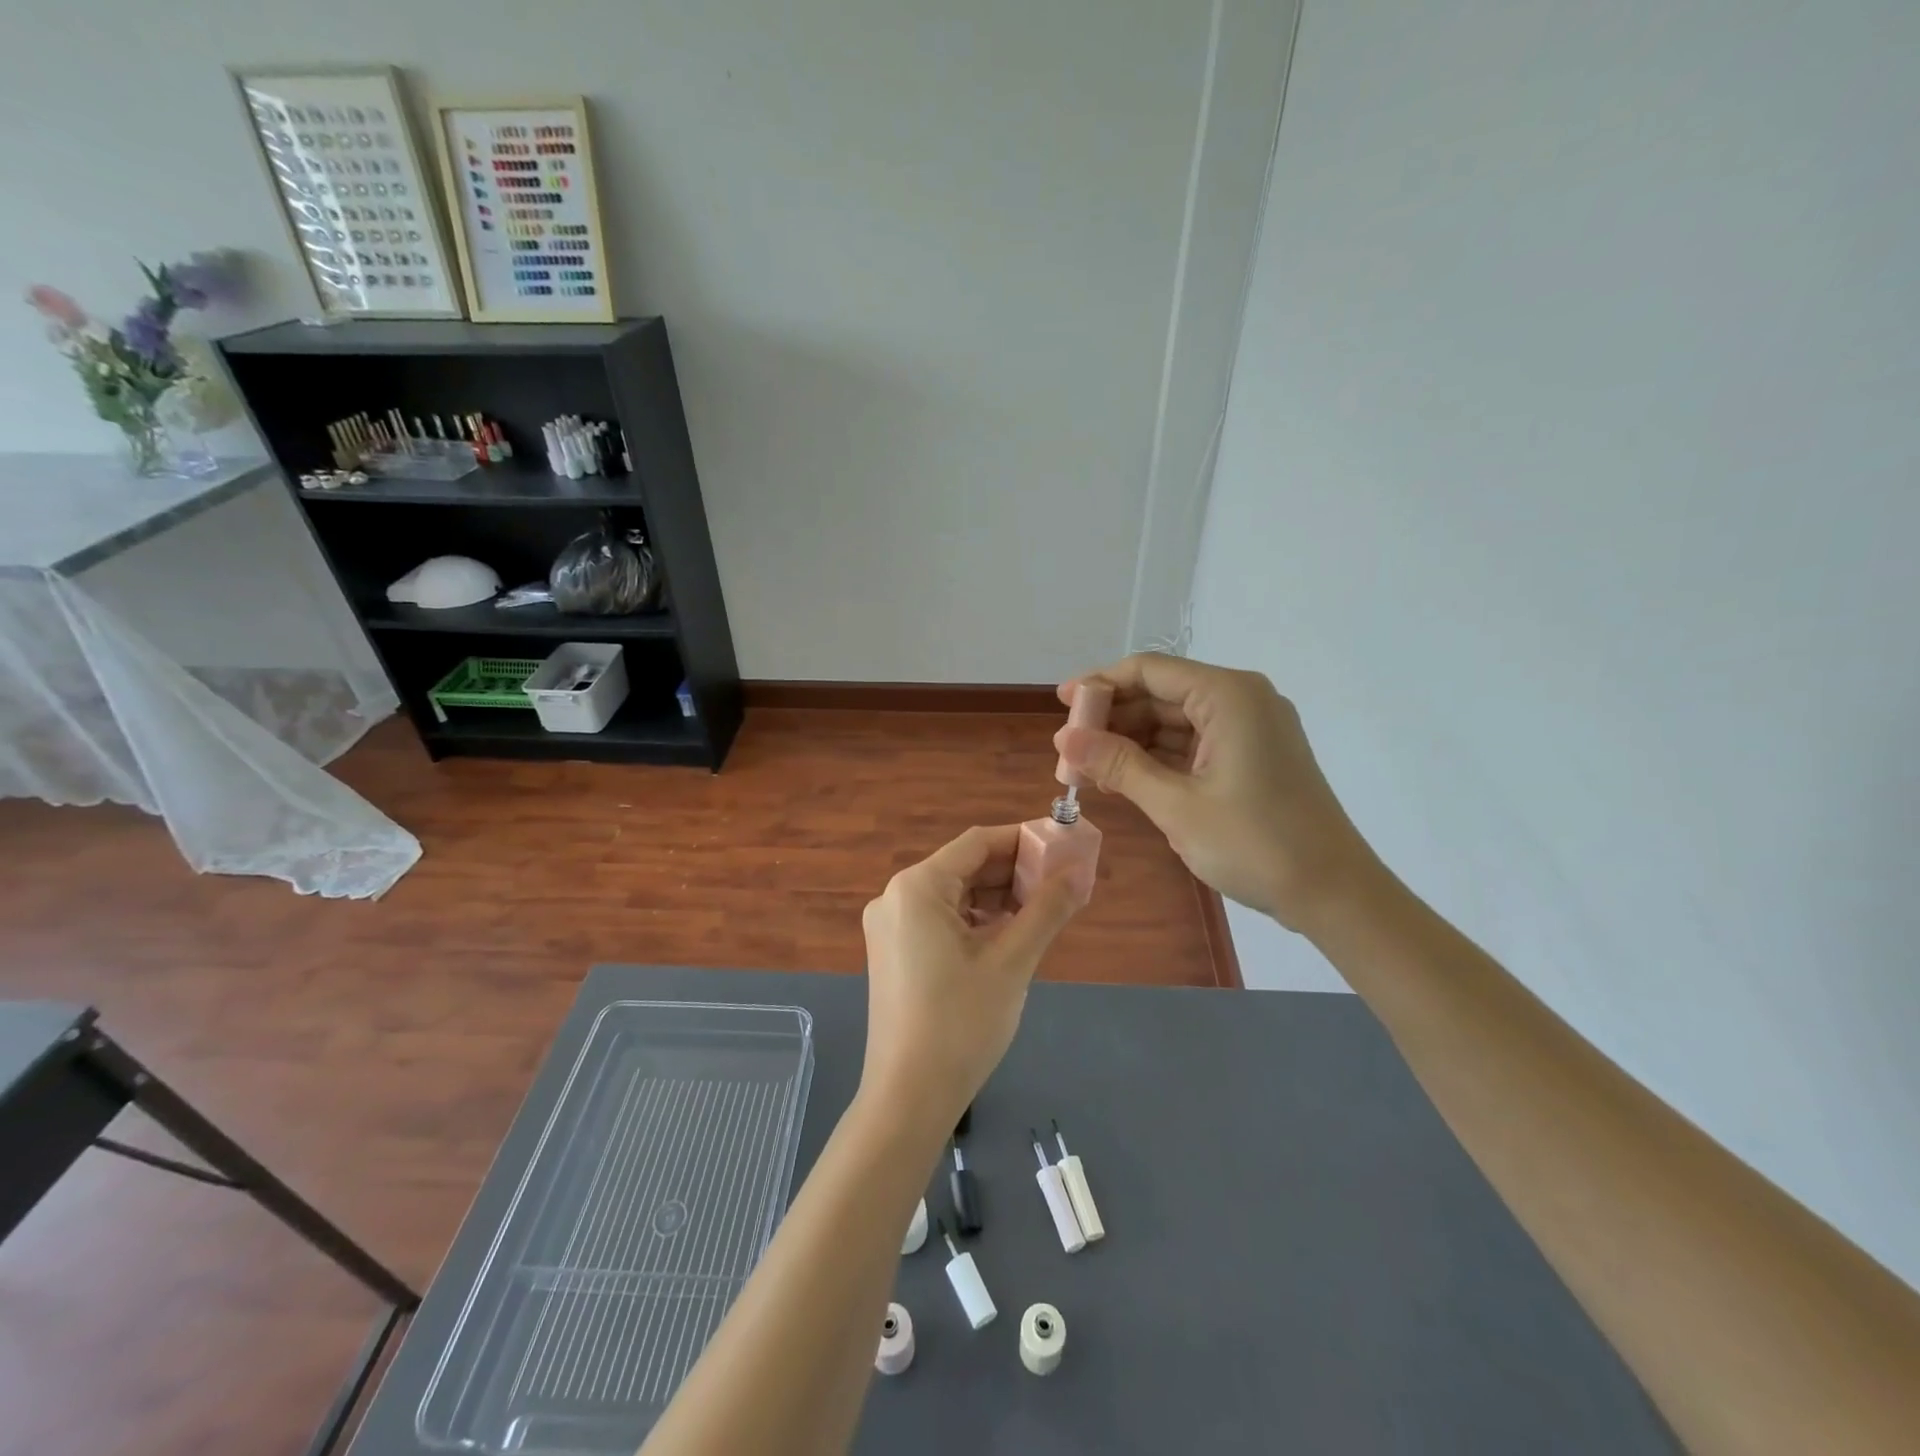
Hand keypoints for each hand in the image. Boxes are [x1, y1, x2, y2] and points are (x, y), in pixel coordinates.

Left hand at [860, 825, 1080, 1132]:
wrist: (908, 1097)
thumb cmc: (961, 1023)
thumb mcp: (1012, 962)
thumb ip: (1047, 909)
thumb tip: (1079, 872)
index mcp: (917, 888)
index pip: (978, 843)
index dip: (1024, 839)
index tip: (1064, 846)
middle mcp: (896, 897)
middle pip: (964, 867)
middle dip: (1014, 872)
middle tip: (1062, 882)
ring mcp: (891, 927)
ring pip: (955, 895)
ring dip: (998, 898)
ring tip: (1044, 910)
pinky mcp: (895, 953)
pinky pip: (941, 920)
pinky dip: (977, 921)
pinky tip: (1010, 936)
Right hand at [1055, 653, 1383, 934]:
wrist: (1334, 894)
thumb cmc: (1256, 844)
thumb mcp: (1177, 804)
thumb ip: (1118, 765)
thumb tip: (1064, 740)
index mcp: (1228, 696)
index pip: (1149, 671)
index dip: (1100, 685)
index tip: (1060, 706)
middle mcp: (1241, 699)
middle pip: (1161, 694)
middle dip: (1113, 719)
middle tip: (1070, 751)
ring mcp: (1250, 729)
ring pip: (1174, 721)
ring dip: (1132, 742)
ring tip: (1089, 770)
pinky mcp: (1253, 756)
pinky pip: (1194, 744)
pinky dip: (1158, 759)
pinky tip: (1124, 779)